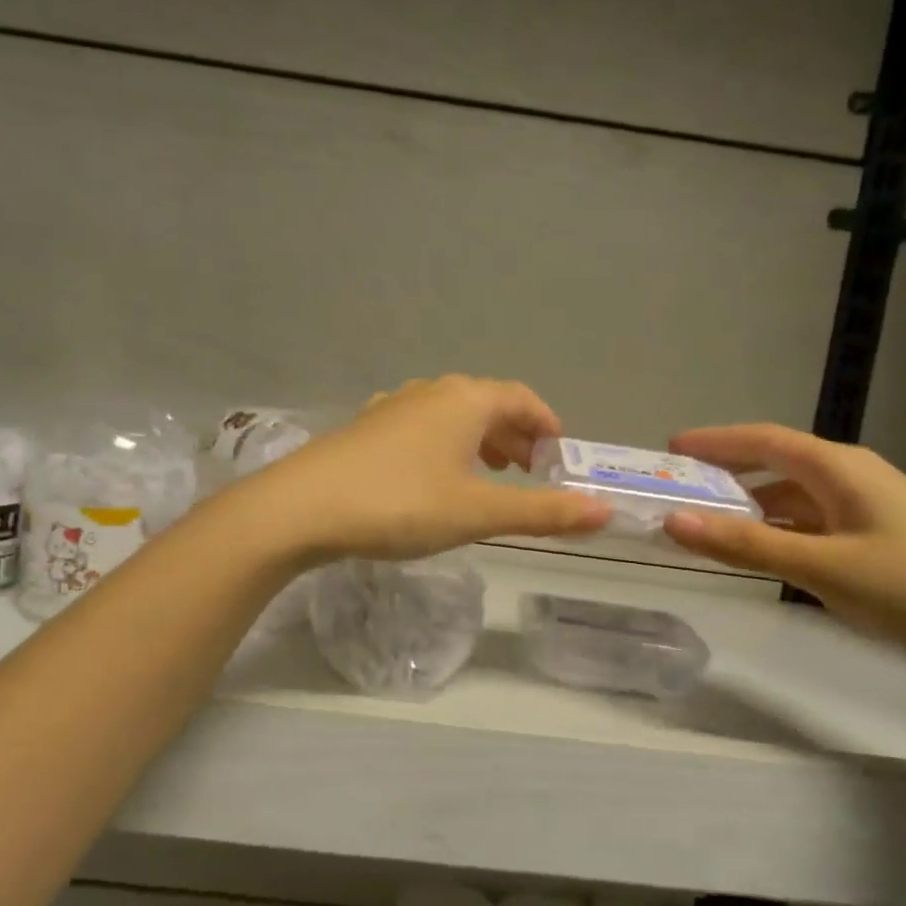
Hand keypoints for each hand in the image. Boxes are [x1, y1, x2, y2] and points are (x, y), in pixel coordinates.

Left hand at [247, 376, 610, 561]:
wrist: (301, 508)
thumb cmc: (400, 504)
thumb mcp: (478, 512)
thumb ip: (542, 512)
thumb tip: (604, 514)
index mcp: (464, 400)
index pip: (521, 398)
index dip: (546, 422)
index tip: (559, 453)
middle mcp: (430, 392)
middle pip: (486, 404)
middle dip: (514, 435)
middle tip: (530, 471)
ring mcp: (391, 407)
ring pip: (450, 416)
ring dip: (478, 441)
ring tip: (488, 475)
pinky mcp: (364, 429)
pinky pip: (419, 429)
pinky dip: (442, 447)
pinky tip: (432, 478)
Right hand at [660, 423, 905, 697]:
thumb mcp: (823, 567)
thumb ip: (746, 545)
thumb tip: (673, 522)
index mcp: (839, 469)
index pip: (762, 440)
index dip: (714, 442)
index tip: (668, 450)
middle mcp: (852, 480)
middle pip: (775, 466)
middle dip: (725, 475)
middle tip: (677, 493)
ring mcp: (869, 513)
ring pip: (793, 499)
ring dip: (750, 509)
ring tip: (706, 526)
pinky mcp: (880, 546)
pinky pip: (812, 527)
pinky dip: (778, 534)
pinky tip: (761, 555)